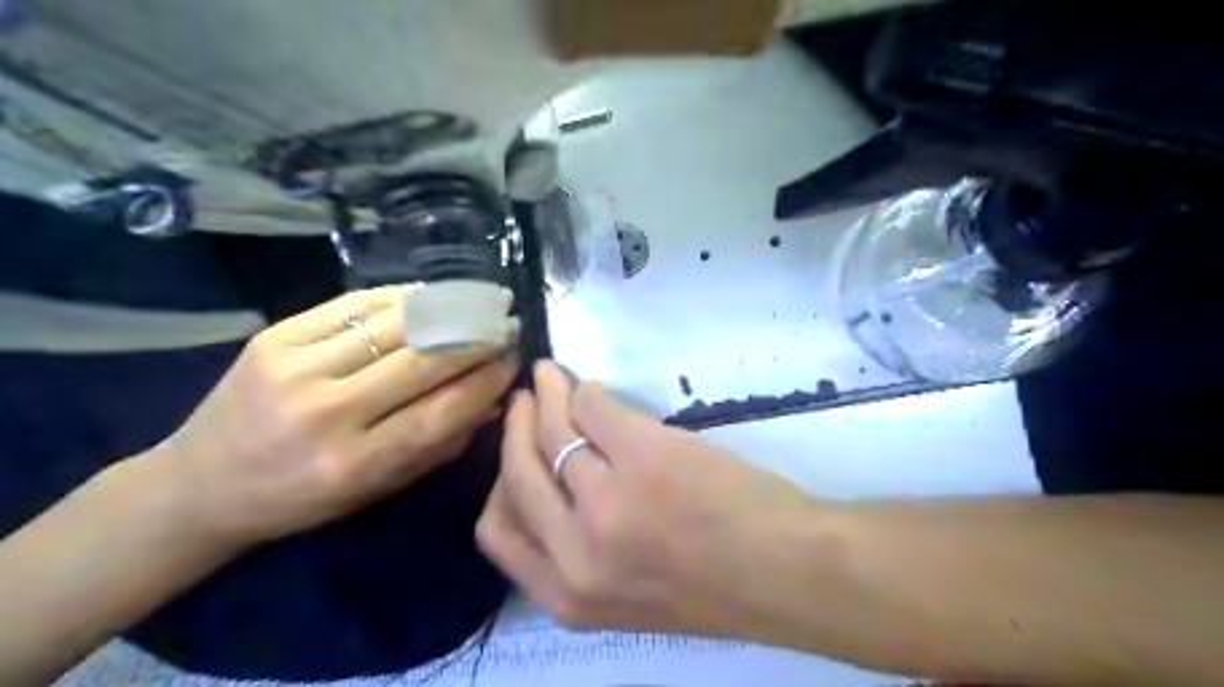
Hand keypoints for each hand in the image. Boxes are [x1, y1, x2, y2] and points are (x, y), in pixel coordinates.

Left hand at [148, 287, 518, 550]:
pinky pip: (354, 305)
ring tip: (480, 302)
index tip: (515, 360)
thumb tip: (494, 400)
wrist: (200, 484)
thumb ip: (440, 445)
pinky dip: (401, 297)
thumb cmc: (301, 498)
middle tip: (507, 324)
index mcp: (354, 463)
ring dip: (447, 310)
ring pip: (393, 326)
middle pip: (422, 362)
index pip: (441, 412)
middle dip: (476, 338)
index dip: (487, 381)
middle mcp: (327, 413)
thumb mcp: (377, 489)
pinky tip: (431, 295)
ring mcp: (296, 367)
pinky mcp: (275, 337)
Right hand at [479, 361, 820, 636]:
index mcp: (568, 596)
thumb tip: (553, 479)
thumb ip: (579, 552)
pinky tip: (595, 389)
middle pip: (517, 474)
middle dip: (515, 429)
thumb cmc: (714, 586)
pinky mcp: (643, 455)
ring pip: (554, 432)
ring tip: (552, 377)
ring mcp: (607, 502)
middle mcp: (575, 553)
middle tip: (524, 399)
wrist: (785, 573)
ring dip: (549, 396)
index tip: (512, 454)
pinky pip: (595, 408)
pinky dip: (589, 393)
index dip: (500, 483)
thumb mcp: (623, 592)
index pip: (498, 532)